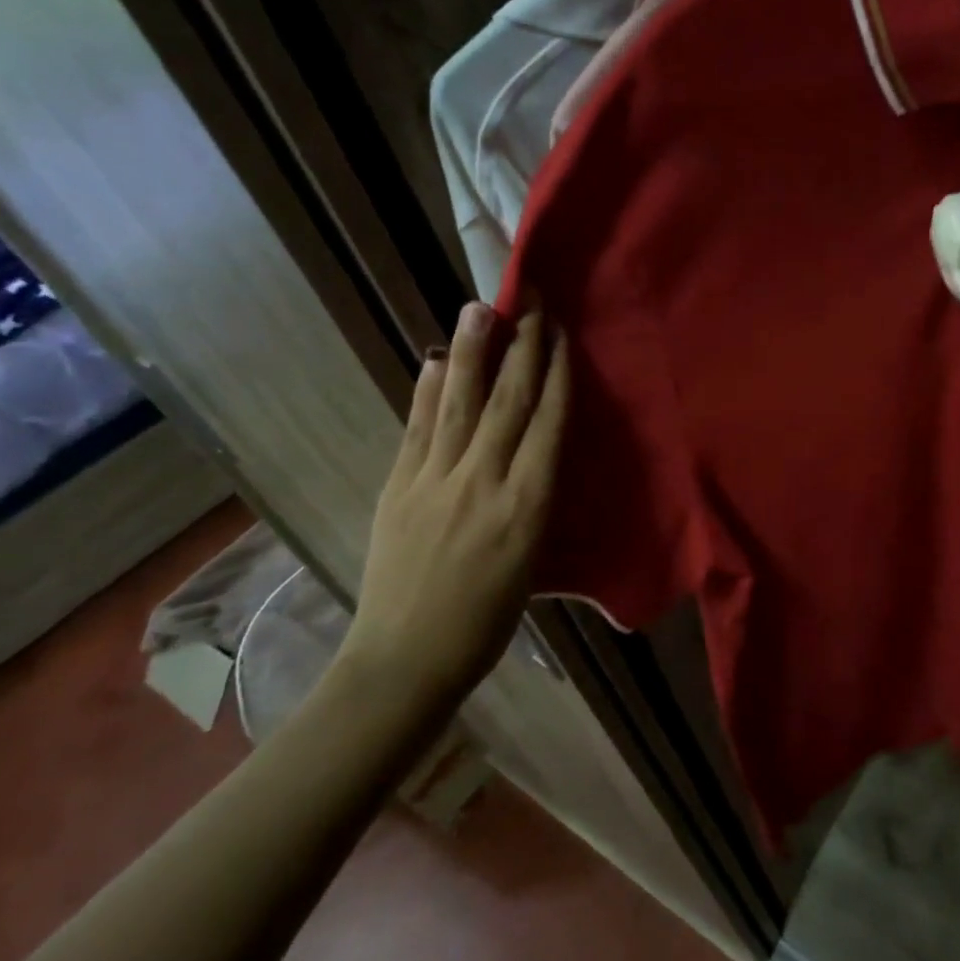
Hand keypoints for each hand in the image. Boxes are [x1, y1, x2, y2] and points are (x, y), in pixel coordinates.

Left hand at [339, 300, 569, 710]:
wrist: (406, 659)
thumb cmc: (487, 620)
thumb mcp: (534, 559)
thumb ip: (536, 497)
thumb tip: (538, 446)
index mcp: (527, 506)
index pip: (547, 423)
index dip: (556, 373)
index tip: (561, 332)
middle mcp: (483, 482)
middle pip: (507, 402)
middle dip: (521, 347)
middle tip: (527, 300)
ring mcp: (435, 482)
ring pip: (459, 405)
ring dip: (471, 353)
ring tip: (477, 309)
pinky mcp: (397, 489)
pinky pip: (418, 430)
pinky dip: (428, 392)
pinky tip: (435, 362)